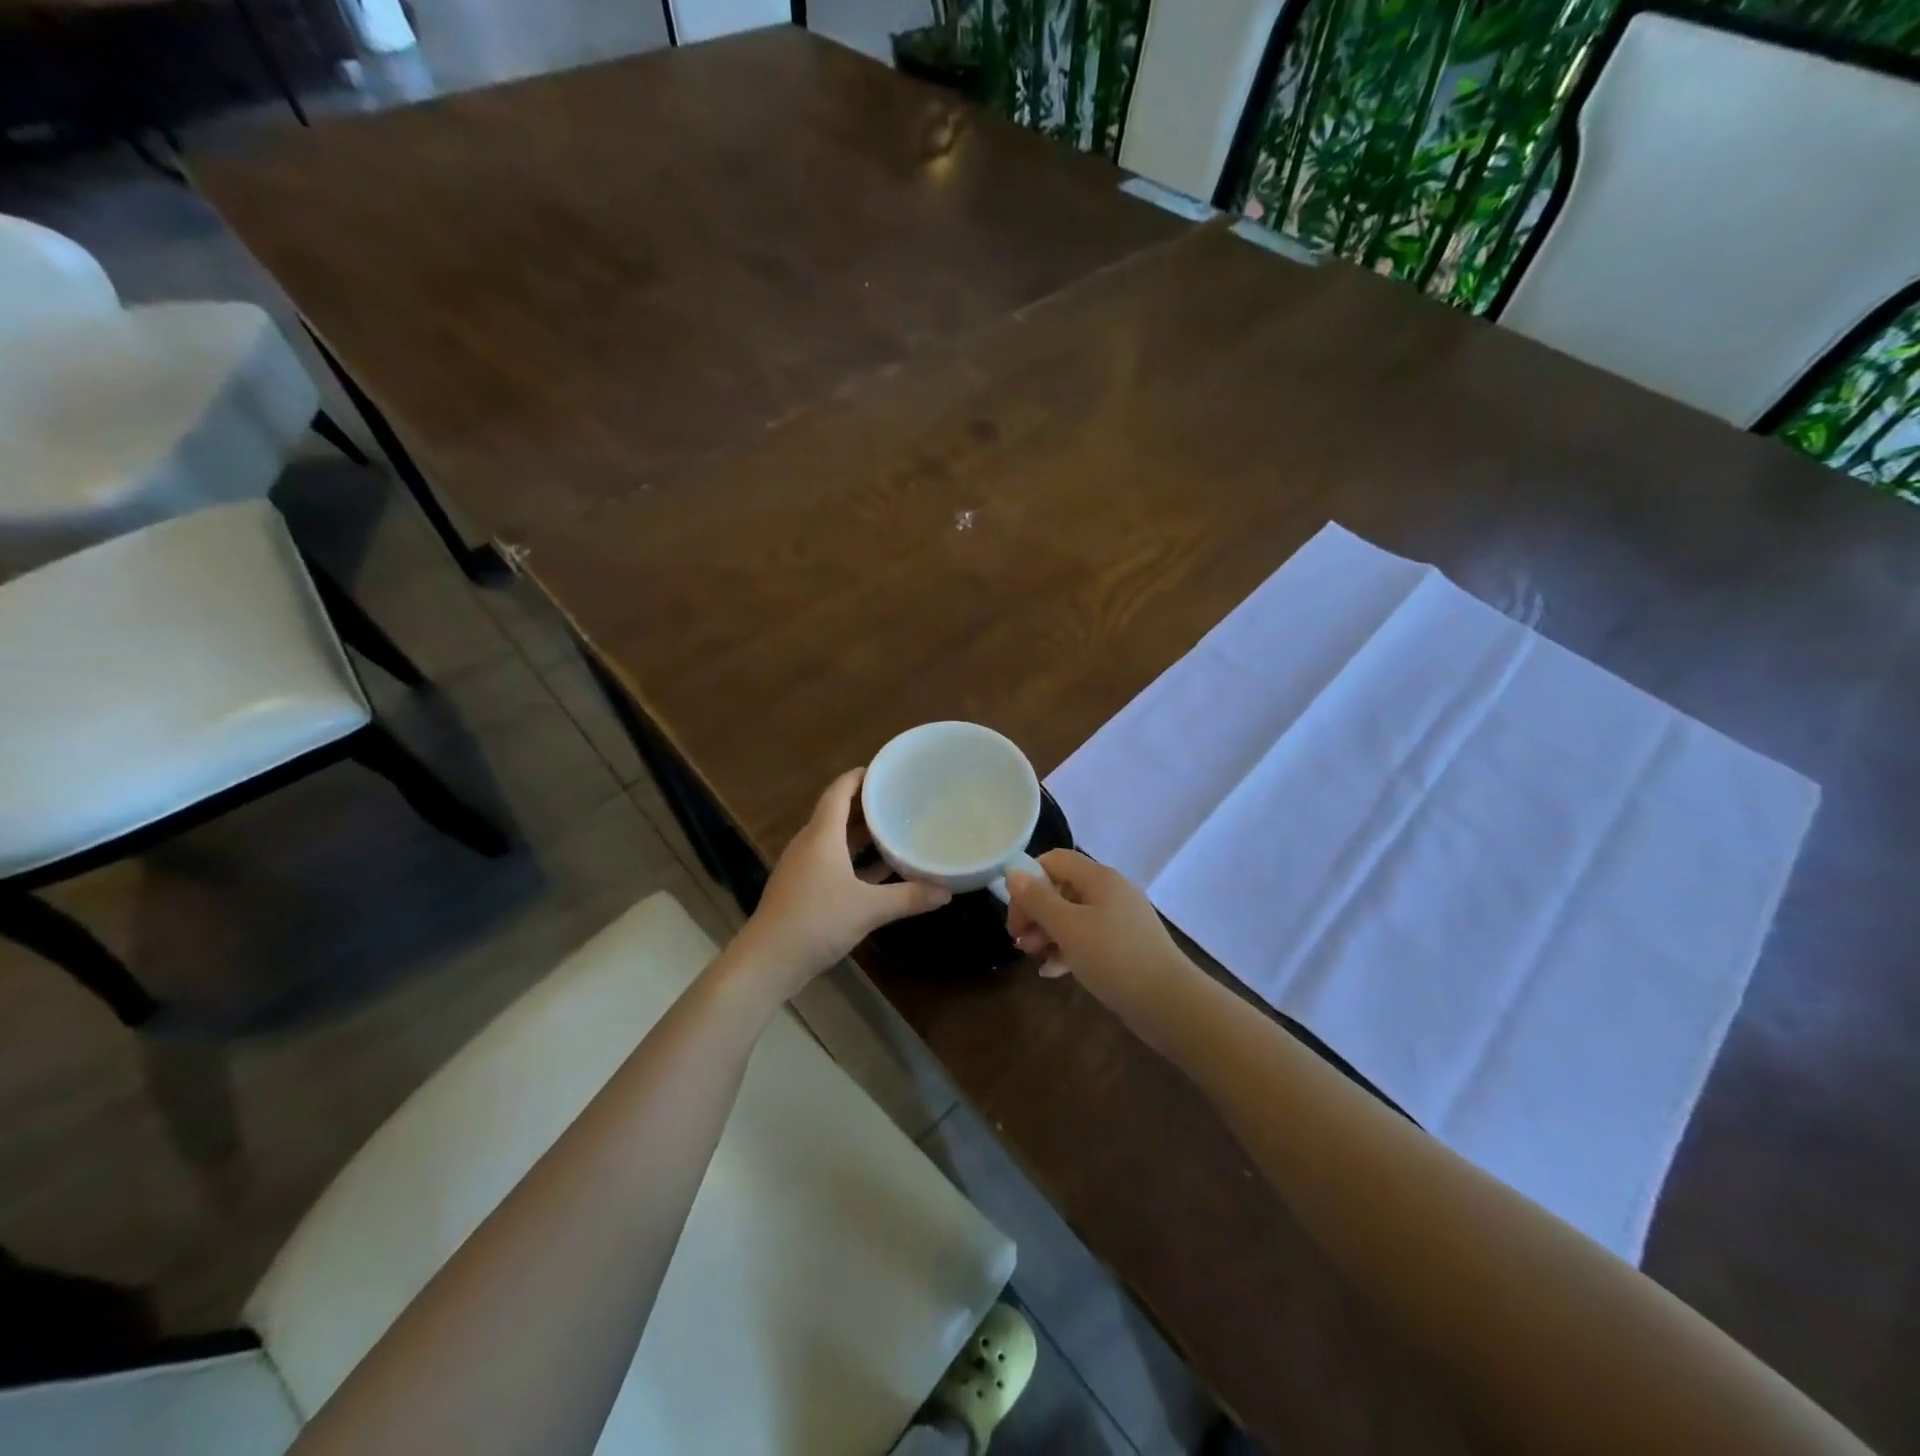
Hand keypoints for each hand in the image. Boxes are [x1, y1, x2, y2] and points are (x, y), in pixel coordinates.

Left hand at [733, 768, 950, 999]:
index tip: (886, 770)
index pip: (839, 791)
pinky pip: (832, 862)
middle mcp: (810, 844)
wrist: (768, 961)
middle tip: (901, 799)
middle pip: (837, 813)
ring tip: (894, 830)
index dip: (860, 776)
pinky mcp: (802, 889)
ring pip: (835, 840)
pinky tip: (879, 872)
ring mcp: (803, 868)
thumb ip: (908, 897)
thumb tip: (946, 891)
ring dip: (861, 834)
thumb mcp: (869, 908)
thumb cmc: (817, 921)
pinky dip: (854, 861)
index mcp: (822, 835)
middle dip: (867, 805)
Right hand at [1006, 850, 1196, 1028]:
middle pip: (1061, 889)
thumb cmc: (1113, 957)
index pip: (1053, 861)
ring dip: (1047, 933)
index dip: (1028, 881)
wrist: (1169, 1003)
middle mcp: (1110, 891)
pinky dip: (1067, 950)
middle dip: (1035, 912)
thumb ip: (1038, 899)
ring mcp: (1119, 920)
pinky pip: (1088, 939)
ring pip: (1072, 916)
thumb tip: (1013, 872)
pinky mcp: (1124, 946)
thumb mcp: (1068, 926)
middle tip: (1019, 941)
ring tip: (1031, 957)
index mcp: (1098, 878)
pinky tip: (1052, 972)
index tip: (1015, 915)